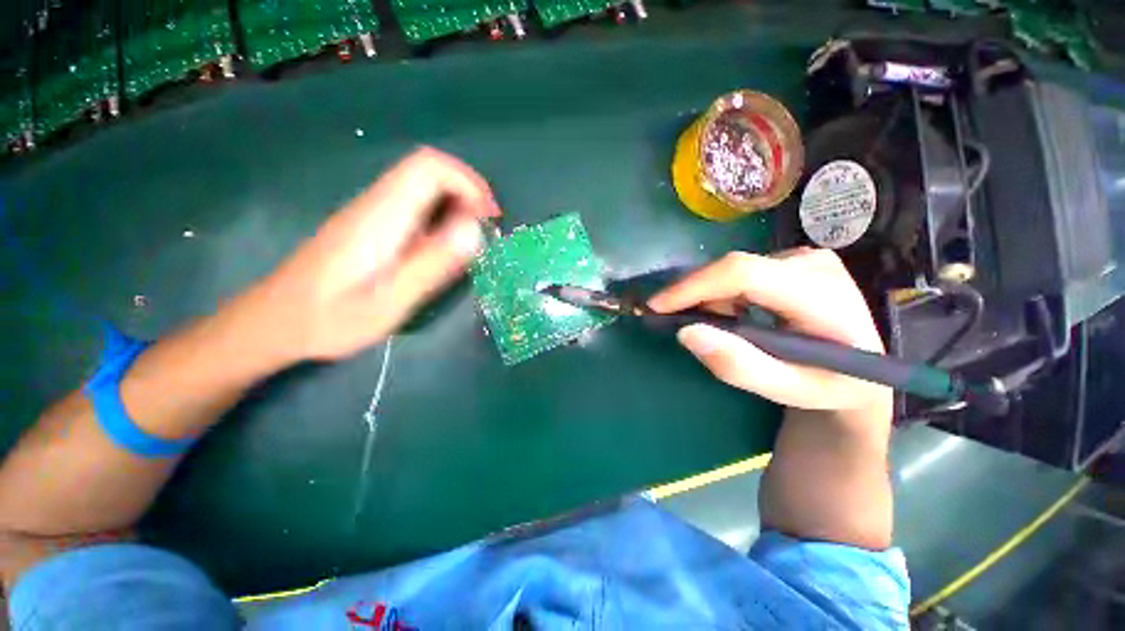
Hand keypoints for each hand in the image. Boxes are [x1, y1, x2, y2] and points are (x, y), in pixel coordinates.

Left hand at [246, 147, 500, 362]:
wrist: (276, 322)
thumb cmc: (331, 319)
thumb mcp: (390, 302)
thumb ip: (433, 264)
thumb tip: (475, 230)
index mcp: (380, 216)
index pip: (429, 167)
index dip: (468, 182)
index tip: (490, 217)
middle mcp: (375, 204)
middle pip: (428, 170)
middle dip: (468, 192)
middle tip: (488, 230)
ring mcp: (371, 213)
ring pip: (422, 186)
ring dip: (457, 204)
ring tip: (473, 240)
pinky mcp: (371, 225)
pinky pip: (414, 205)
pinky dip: (442, 216)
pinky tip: (445, 247)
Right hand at [649, 248, 890, 414]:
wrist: (862, 370)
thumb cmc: (828, 386)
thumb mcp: (789, 390)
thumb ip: (741, 366)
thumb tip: (687, 332)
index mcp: (824, 297)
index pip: (745, 274)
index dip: (694, 286)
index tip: (657, 306)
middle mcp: (815, 264)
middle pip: (734, 269)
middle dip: (696, 295)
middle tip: (676, 322)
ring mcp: (806, 257)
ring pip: (733, 269)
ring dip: (710, 296)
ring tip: (713, 326)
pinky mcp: (794, 260)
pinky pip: (741, 271)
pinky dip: (723, 293)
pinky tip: (730, 314)